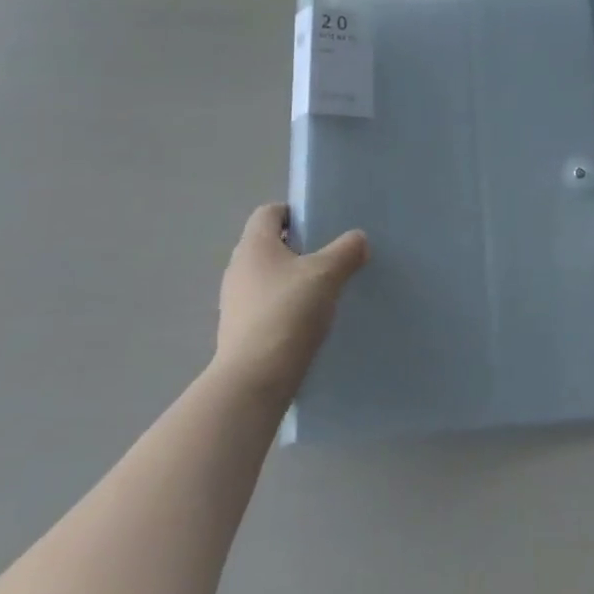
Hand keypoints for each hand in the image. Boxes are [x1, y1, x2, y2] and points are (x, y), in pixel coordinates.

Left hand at [213, 204, 366, 398]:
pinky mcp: (239, 332)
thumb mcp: (326, 275)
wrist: (254, 381)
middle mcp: (238, 268)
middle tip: (330, 259)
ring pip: (268, 278)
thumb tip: (358, 238)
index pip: (269, 212)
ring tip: (323, 293)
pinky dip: (285, 308)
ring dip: (292, 281)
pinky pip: (266, 307)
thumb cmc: (288, 312)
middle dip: (299, 249)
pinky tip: (308, 324)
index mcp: (254, 245)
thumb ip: (345, 251)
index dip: (295, 213)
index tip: (321, 226)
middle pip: (269, 245)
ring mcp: (234, 302)